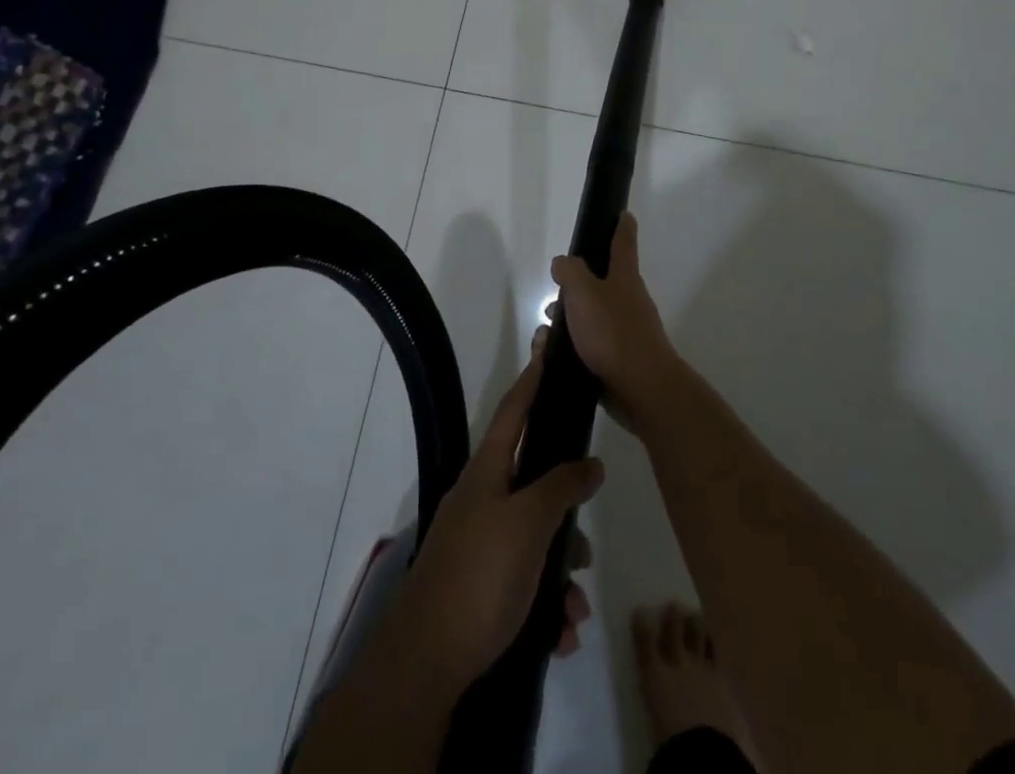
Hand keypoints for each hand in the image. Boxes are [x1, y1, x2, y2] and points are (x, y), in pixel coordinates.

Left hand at [395, 332, 604, 693]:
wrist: (424, 664)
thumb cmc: (480, 576)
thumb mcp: (528, 524)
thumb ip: (561, 487)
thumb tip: (590, 462)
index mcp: (487, 472)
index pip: (513, 411)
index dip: (532, 380)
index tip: (546, 350)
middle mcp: (481, 499)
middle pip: (534, 485)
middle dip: (565, 517)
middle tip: (585, 548)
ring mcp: (478, 544)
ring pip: (535, 540)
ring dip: (561, 574)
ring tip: (573, 611)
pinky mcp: (478, 586)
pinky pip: (524, 581)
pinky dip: (546, 603)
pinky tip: (559, 634)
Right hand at [551, 213, 678, 428]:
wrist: (642, 388)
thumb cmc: (613, 333)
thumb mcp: (583, 293)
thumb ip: (570, 272)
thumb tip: (563, 262)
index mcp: (625, 278)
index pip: (624, 244)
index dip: (622, 227)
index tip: (624, 214)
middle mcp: (629, 300)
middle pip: (604, 283)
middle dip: (578, 286)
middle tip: (555, 294)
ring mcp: (627, 331)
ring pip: (594, 316)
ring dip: (572, 319)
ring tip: (548, 332)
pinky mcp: (620, 360)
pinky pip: (593, 345)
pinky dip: (575, 345)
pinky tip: (556, 355)